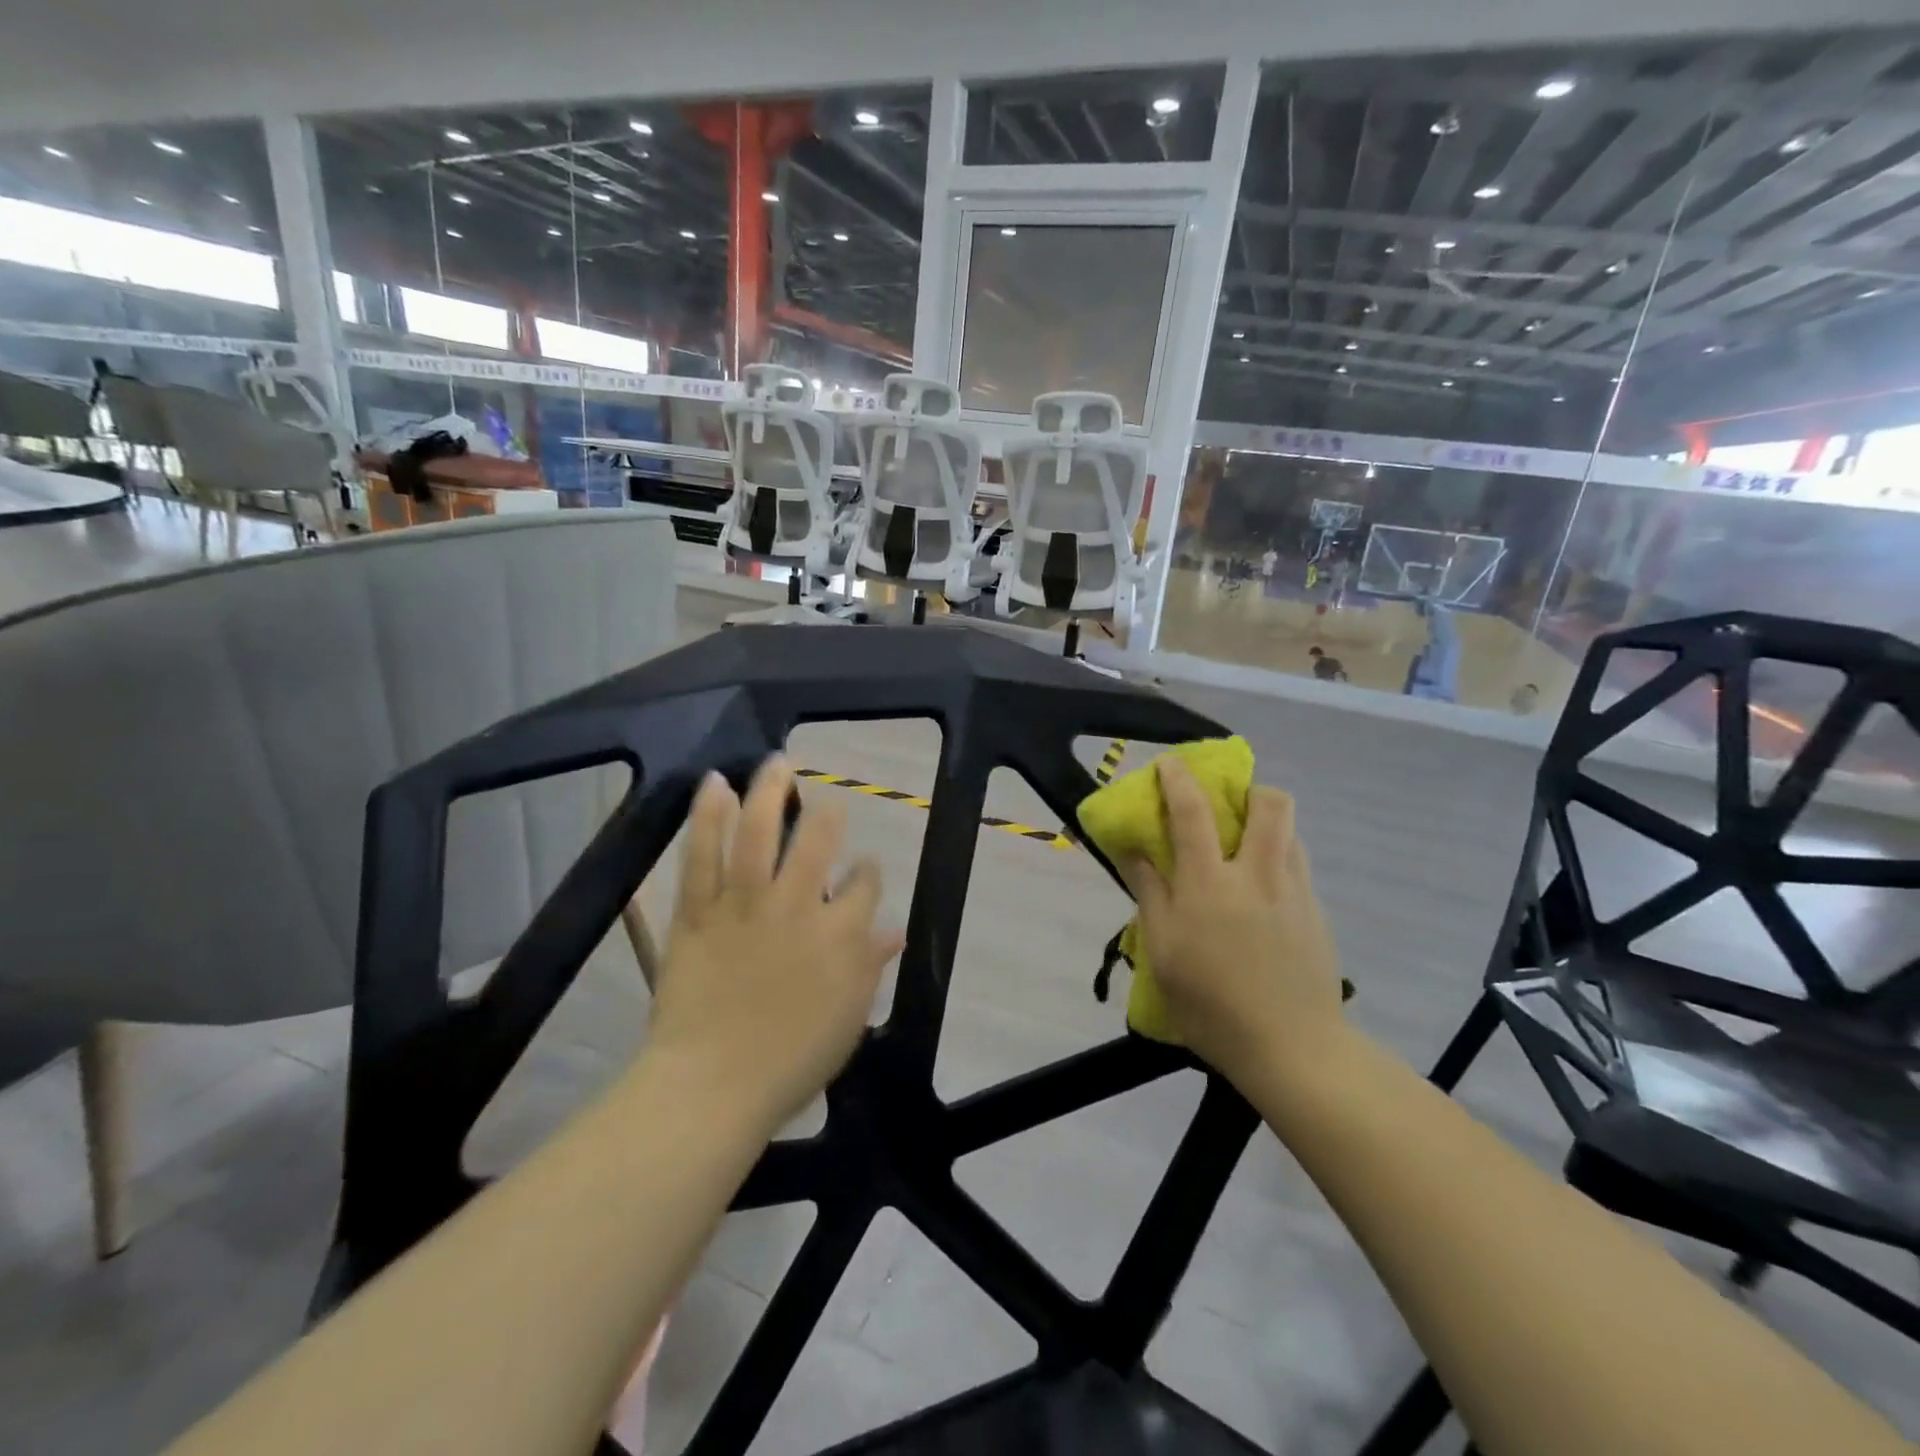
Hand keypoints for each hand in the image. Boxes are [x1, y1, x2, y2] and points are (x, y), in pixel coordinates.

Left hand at [646, 757, 902, 1126]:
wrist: (712, 1087)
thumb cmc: (790, 1062)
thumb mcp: (848, 1018)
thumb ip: (871, 966)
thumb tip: (894, 931)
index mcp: (840, 936)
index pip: (865, 885)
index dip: (867, 871)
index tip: (863, 869)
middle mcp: (797, 907)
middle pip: (817, 842)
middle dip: (827, 816)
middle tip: (826, 804)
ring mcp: (745, 905)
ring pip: (757, 833)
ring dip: (768, 791)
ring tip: (777, 761)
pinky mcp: (698, 912)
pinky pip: (702, 856)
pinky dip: (707, 817)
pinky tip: (715, 784)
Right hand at [1119, 759, 1344, 1085]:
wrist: (1293, 1049)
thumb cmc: (1211, 1004)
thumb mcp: (1163, 951)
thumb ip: (1149, 893)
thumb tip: (1134, 849)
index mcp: (1209, 882)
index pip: (1192, 811)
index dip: (1178, 779)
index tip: (1169, 762)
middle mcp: (1257, 874)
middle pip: (1270, 804)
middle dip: (1250, 789)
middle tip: (1229, 806)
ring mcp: (1294, 892)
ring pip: (1291, 832)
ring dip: (1268, 824)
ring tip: (1246, 849)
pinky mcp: (1317, 914)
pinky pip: (1299, 867)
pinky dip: (1279, 860)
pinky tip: (1264, 896)